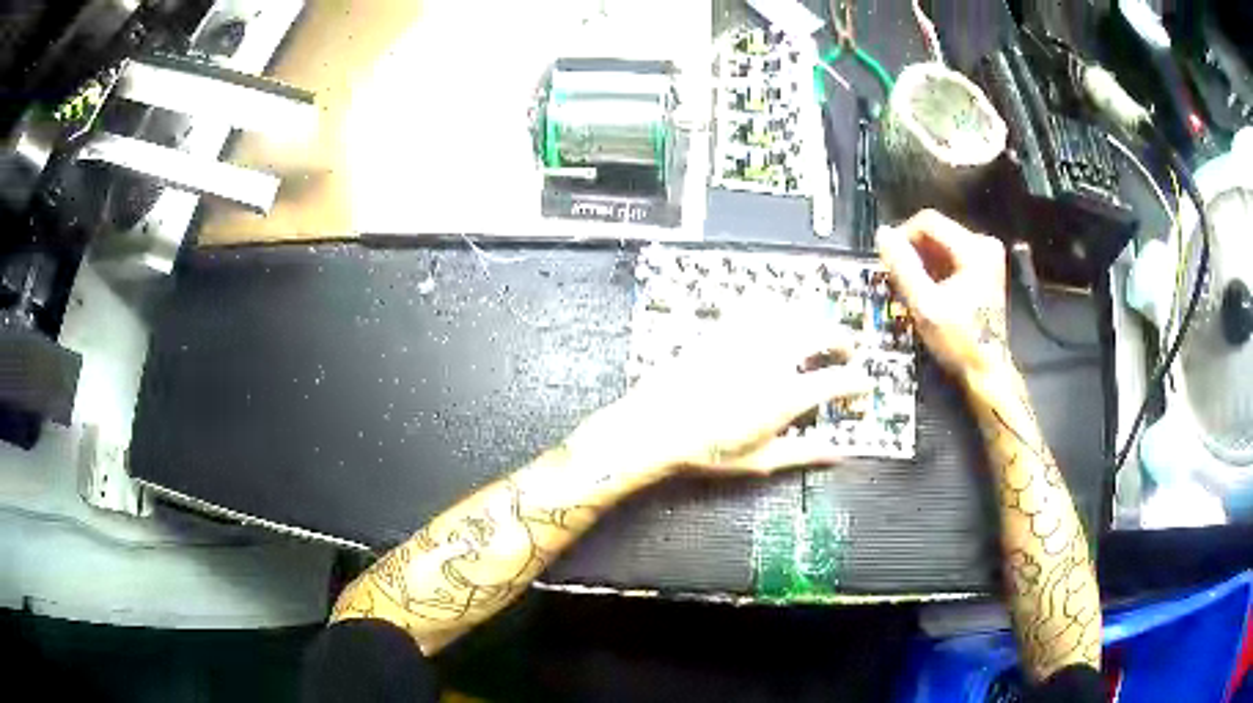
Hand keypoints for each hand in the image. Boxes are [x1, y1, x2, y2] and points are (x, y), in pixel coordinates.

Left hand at [567, 314, 870, 480]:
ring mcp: (747, 340)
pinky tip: (775, 314)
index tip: (863, 385)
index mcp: (786, 396)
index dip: (858, 381)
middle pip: (822, 333)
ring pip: (793, 312)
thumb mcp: (761, 461)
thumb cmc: (708, 451)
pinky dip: (775, 305)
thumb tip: (839, 453)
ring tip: (816, 331)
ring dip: (813, 318)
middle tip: (846, 351)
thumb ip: (805, 454)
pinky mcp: (724, 328)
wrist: (656, 427)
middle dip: (843, 339)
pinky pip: (756, 304)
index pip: (837, 379)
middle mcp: (773, 360)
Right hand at [876, 209, 1010, 384]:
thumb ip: (903, 267)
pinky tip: (928, 289)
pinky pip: (952, 256)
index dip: (903, 236)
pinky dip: (936, 268)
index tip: (889, 260)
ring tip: (912, 286)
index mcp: (974, 249)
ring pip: (942, 243)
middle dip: (914, 251)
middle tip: (898, 277)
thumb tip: (883, 235)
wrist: (987, 370)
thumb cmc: (958, 341)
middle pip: (936, 231)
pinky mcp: (986, 269)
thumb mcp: (925, 305)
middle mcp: (984, 244)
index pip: (928, 221)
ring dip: (923, 260)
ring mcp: (988, 256)